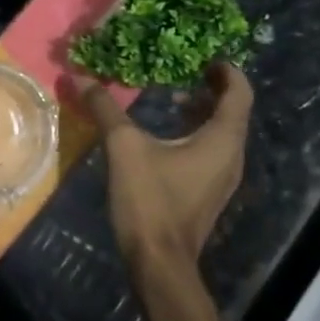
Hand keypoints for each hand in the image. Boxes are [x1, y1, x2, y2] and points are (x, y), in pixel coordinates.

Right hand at [73, 63, 253, 270]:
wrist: (159, 262)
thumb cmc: (150, 200)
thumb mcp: (123, 147)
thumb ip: (105, 110)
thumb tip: (80, 78)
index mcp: (222, 140)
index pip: (239, 94)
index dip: (227, 72)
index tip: (207, 58)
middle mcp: (231, 156)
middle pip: (232, 113)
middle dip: (210, 91)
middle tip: (183, 76)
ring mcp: (222, 179)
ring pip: (221, 135)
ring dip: (201, 114)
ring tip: (171, 103)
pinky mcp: (208, 194)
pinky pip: (210, 153)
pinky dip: (195, 136)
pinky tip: (163, 140)